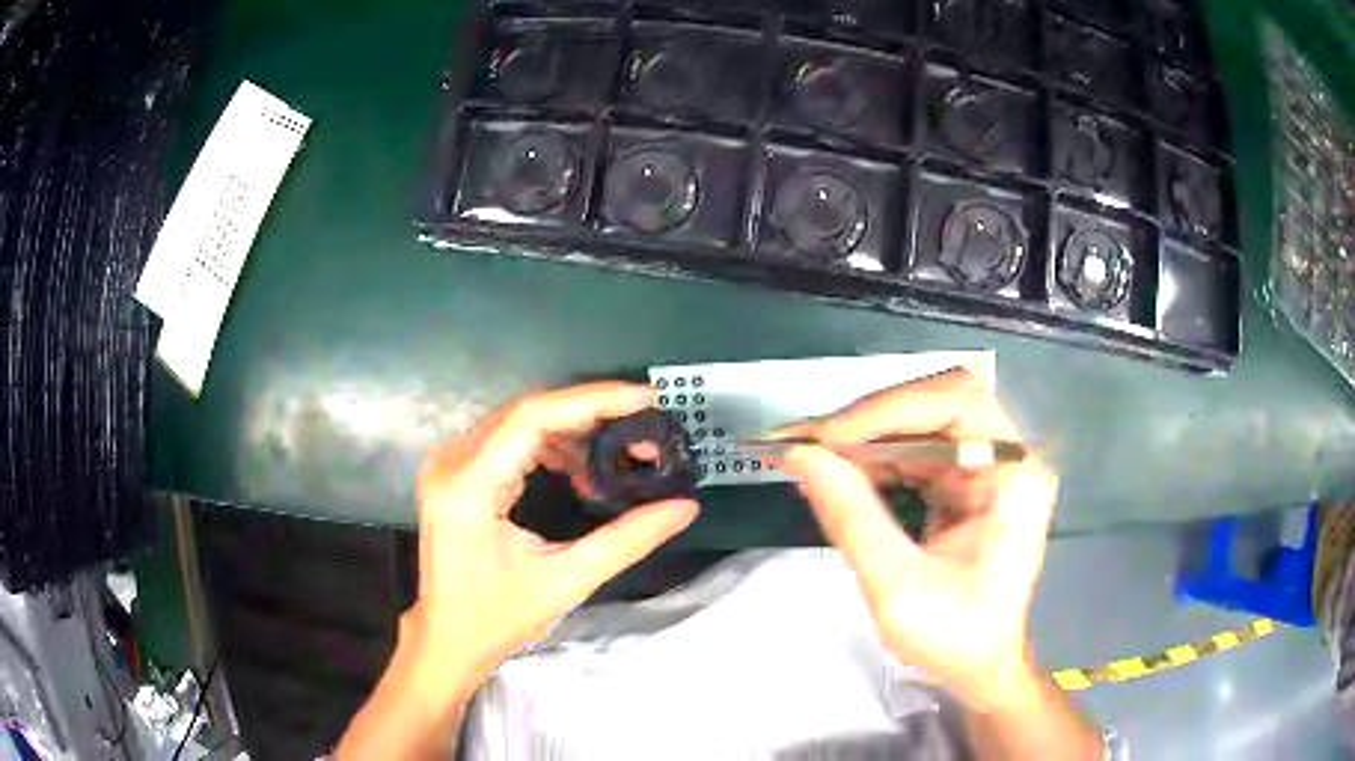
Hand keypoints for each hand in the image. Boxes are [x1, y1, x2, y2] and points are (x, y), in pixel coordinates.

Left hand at [410, 382, 699, 692]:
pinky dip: (550, 445)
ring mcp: (448, 463)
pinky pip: (508, 438)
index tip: (645, 399)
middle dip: (591, 414)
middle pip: (527, 411)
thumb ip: (629, 539)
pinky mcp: (454, 471)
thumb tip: (685, 506)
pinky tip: (580, 469)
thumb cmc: (498, 618)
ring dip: (572, 431)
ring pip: (519, 420)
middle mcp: (451, 461)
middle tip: (642, 429)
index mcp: (468, 485)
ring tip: (618, 455)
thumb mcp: (567, 581)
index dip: (593, 400)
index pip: (533, 416)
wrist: (448, 639)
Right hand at [781, 369, 1057, 711]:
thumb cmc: (954, 637)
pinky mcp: (967, 479)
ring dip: (864, 436)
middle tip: (805, 441)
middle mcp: (1007, 456)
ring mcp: (989, 465)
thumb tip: (801, 457)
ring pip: (921, 421)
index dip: (888, 410)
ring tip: (808, 453)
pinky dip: (873, 456)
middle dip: (868, 421)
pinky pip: (916, 449)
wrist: (979, 665)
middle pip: (937, 403)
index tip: (826, 438)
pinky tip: (838, 470)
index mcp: (1015, 475)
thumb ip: (852, 518)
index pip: (956, 403)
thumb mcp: (897, 588)